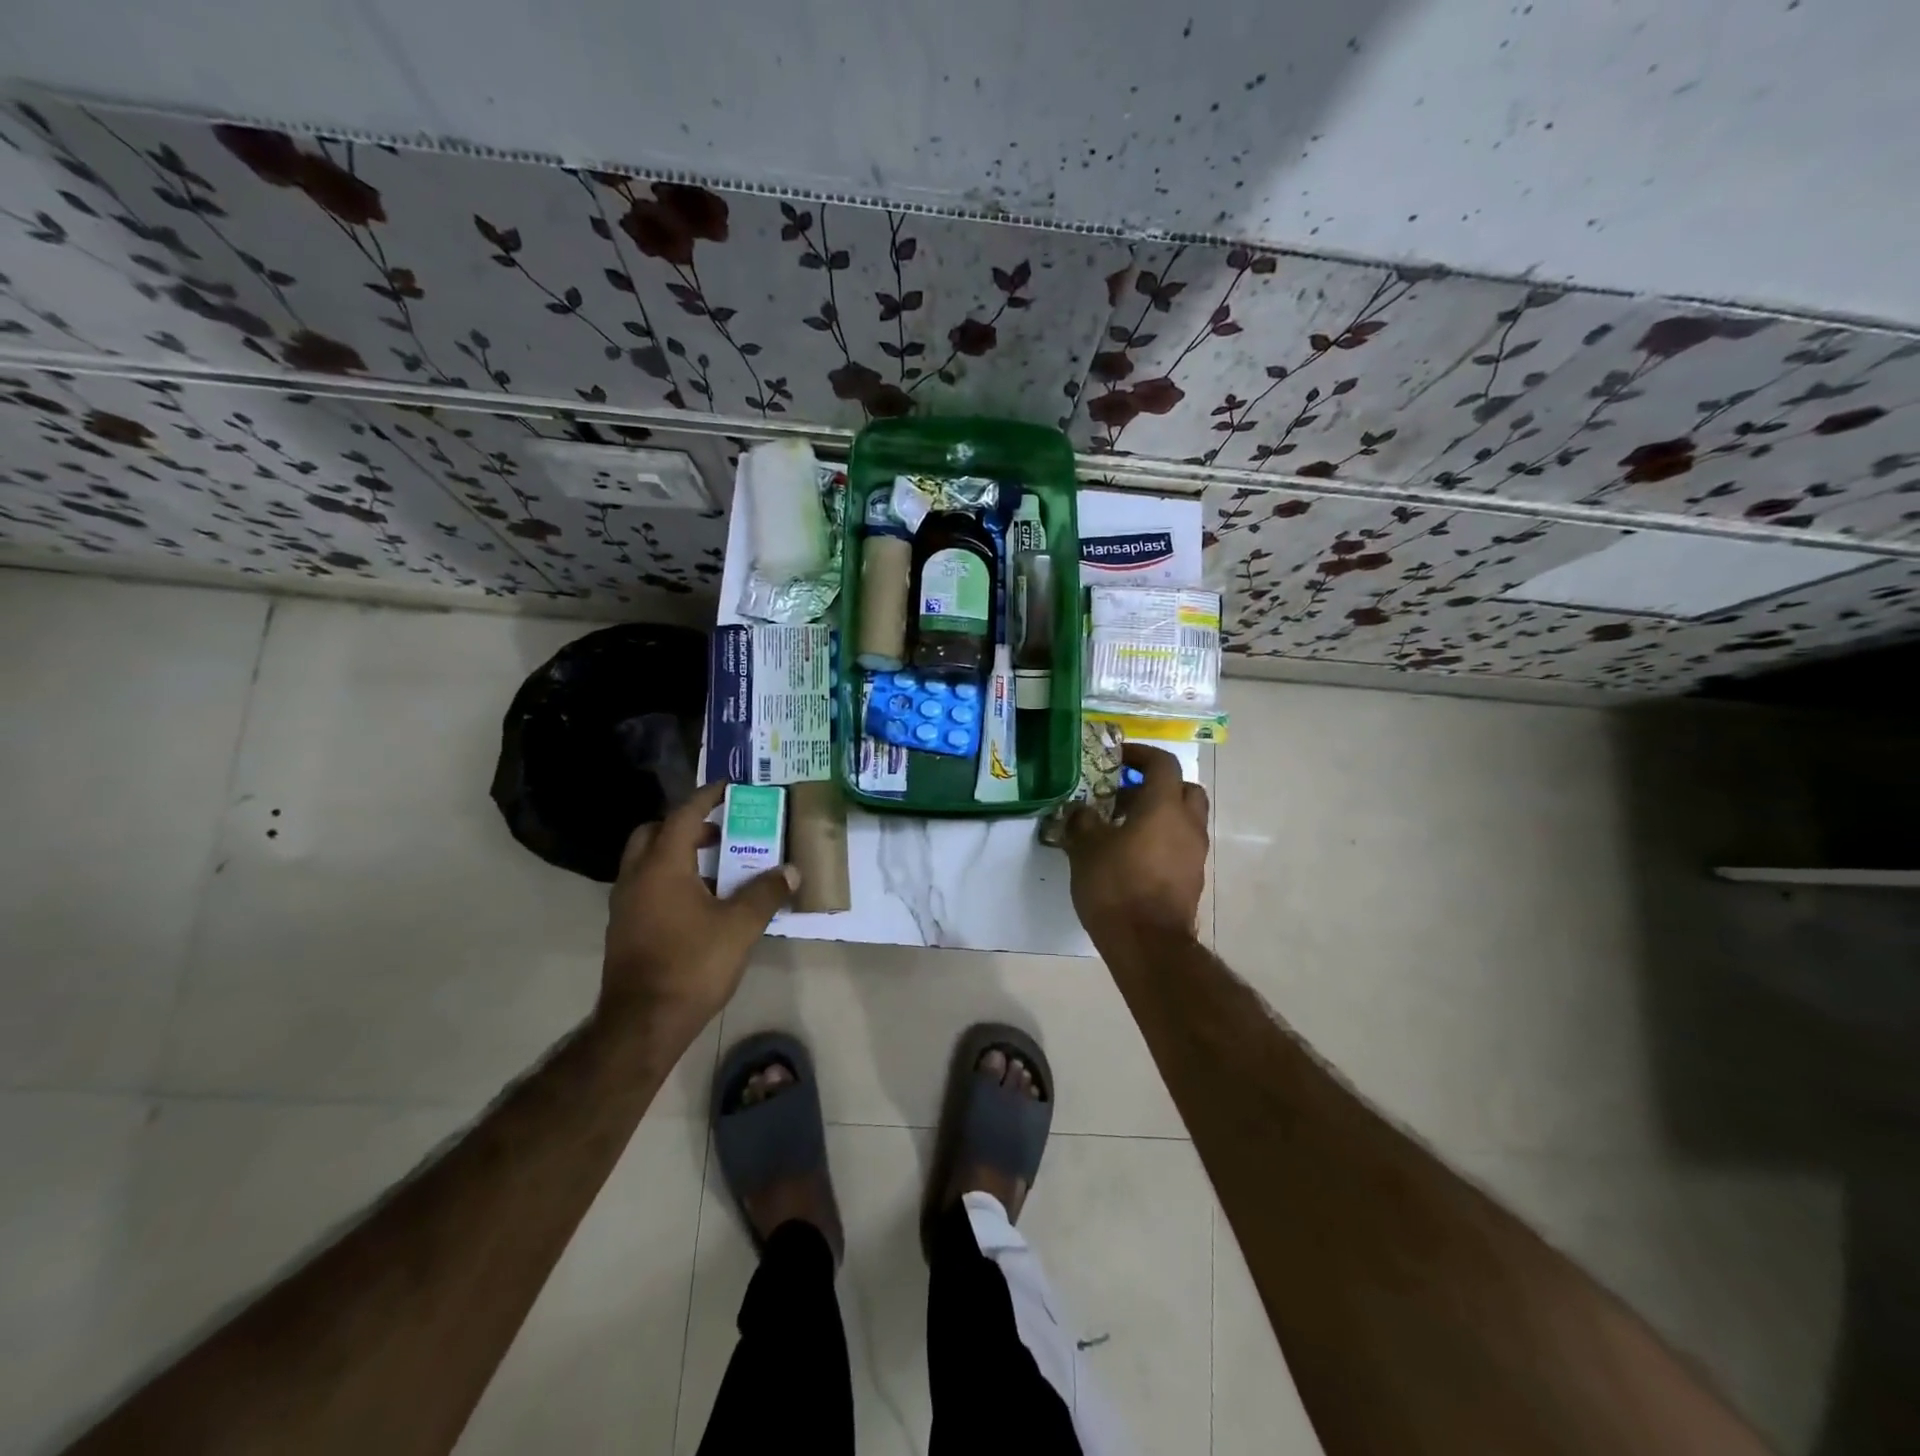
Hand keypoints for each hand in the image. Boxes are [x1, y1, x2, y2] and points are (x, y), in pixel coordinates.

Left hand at [600, 781, 797, 1047]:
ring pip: (647, 860)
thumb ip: (766, 893)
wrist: (643, 1023)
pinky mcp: (624, 927)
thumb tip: (790, 871)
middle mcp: (636, 876)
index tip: (729, 787)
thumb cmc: (692, 965)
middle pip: (655, 832)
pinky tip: (698, 901)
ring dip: (677, 852)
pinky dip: (669, 877)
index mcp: (662, 866)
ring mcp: (625, 903)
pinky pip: (645, 884)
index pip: (683, 815)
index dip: (707, 796)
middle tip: (720, 831)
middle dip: (687, 824)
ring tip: (716, 867)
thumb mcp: (740, 927)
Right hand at [1064, 743, 1208, 937]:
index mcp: (1164, 807)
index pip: (1163, 764)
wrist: (1148, 944)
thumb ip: (1082, 821)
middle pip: (1183, 789)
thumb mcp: (1086, 848)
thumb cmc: (1116, 886)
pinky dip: (1162, 840)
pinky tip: (1132, 856)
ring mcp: (1194, 853)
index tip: (1118, 758)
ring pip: (1184, 819)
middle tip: (1125, 793)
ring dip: (1159, 815)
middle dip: (1156, 785)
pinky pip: (1180, 845)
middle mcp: (1188, 824)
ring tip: (1123, 827)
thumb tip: (1080, 810)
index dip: (1141, 755)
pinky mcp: (1192, 879)